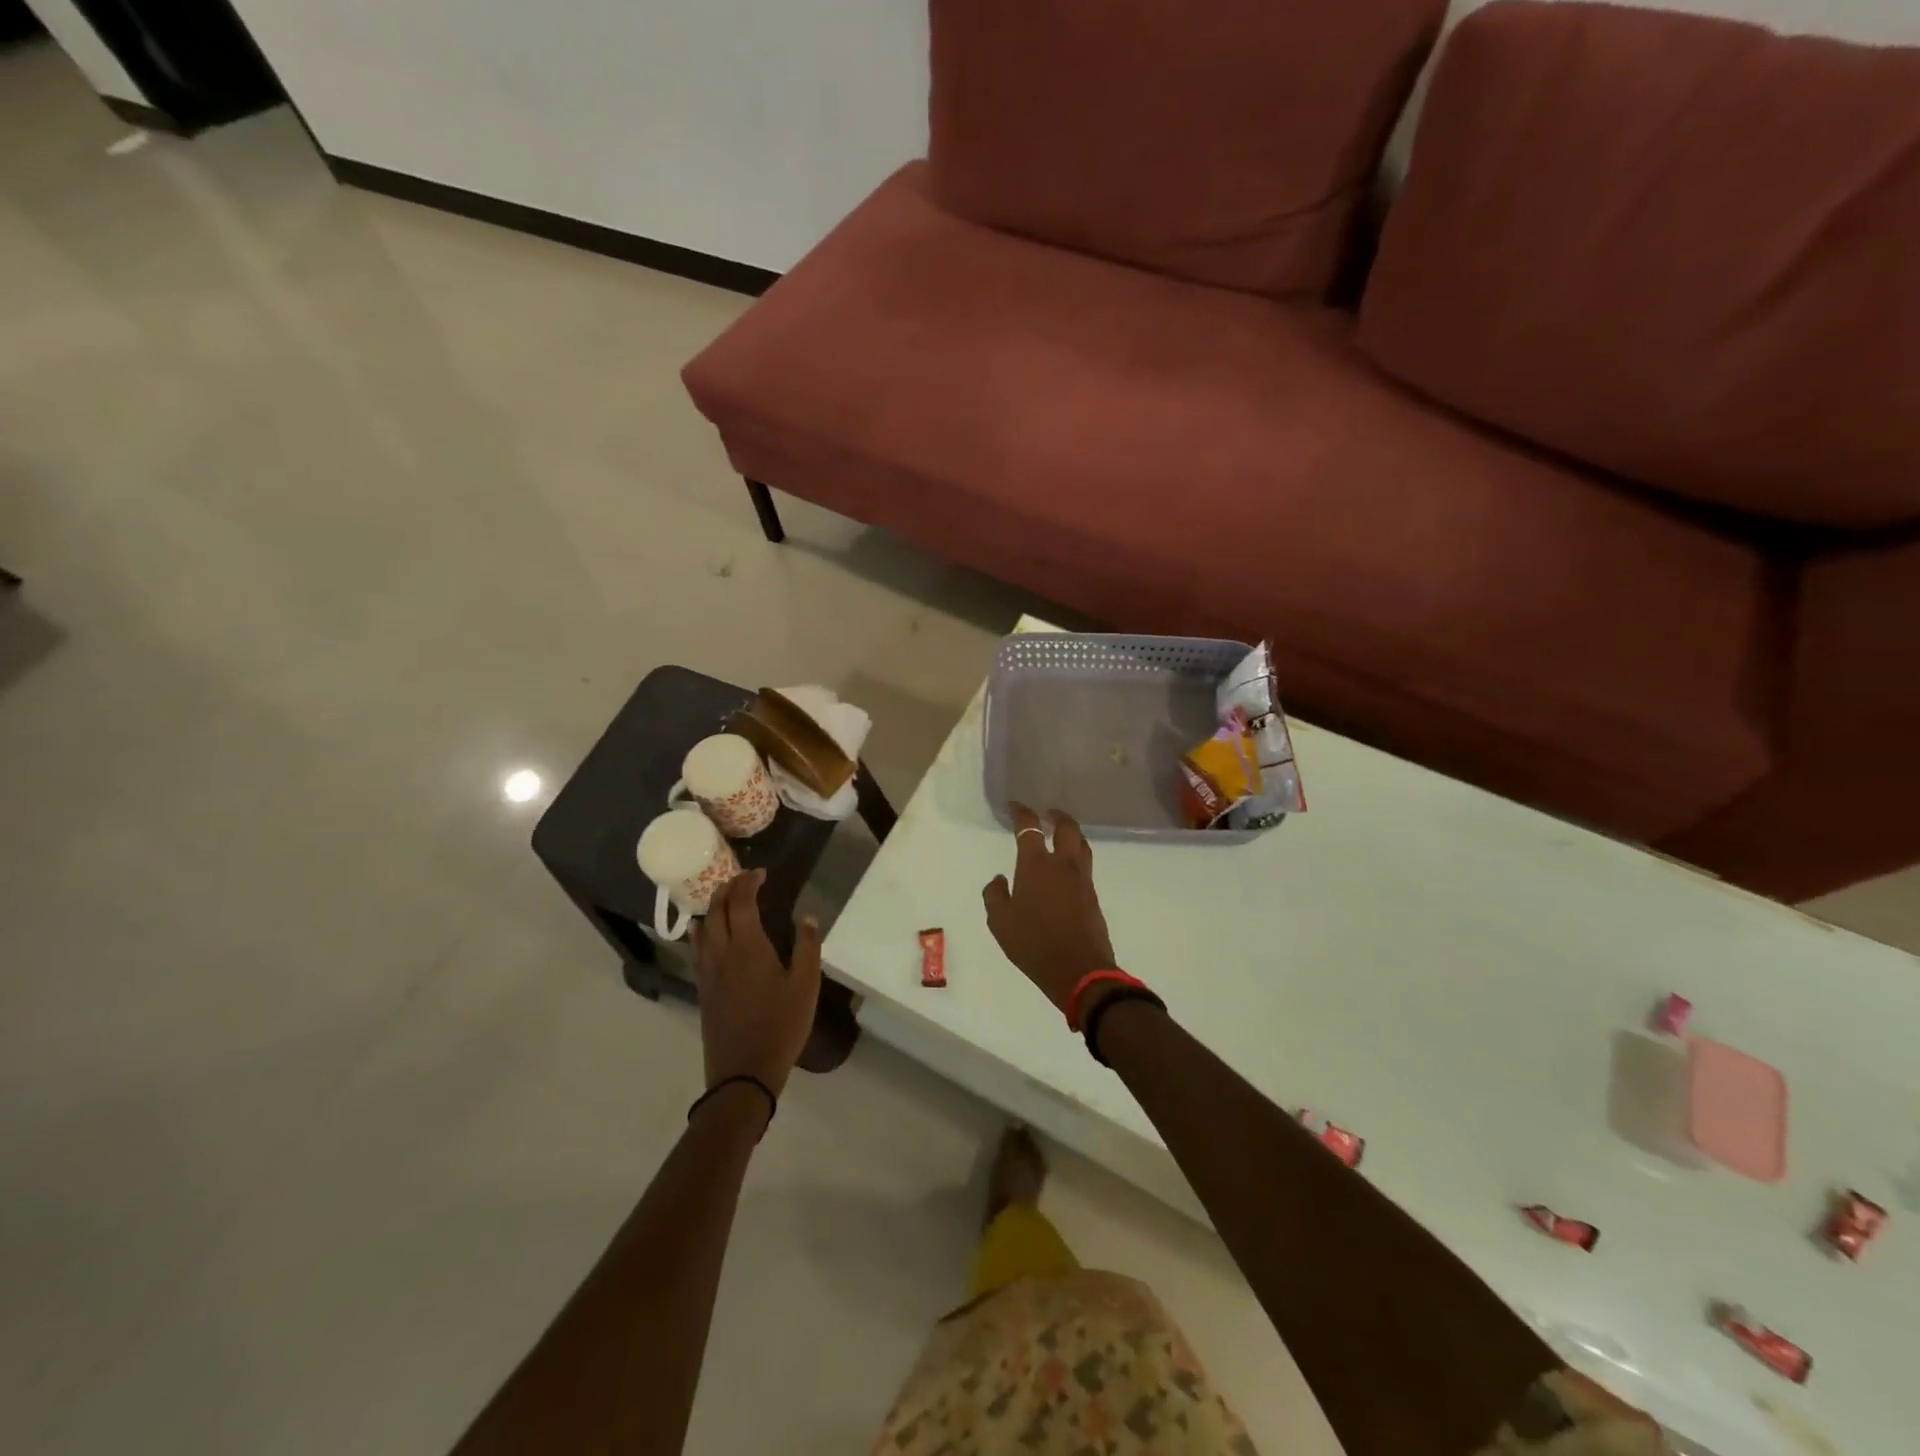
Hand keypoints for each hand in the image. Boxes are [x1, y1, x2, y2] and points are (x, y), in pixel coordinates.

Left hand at [691, 870, 821, 1098]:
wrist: (743, 1073)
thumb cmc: (781, 1026)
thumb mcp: (806, 986)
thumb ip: (807, 948)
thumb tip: (807, 917)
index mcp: (748, 947)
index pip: (742, 902)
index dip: (749, 883)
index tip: (761, 873)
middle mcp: (722, 953)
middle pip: (717, 910)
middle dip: (728, 889)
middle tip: (743, 879)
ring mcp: (708, 972)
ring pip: (703, 929)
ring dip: (713, 907)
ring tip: (725, 898)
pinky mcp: (703, 990)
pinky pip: (698, 949)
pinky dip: (702, 931)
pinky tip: (705, 933)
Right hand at [982, 804, 1117, 1016]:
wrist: (1079, 970)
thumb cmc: (1033, 944)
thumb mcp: (1000, 922)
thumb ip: (995, 895)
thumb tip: (999, 879)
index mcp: (1036, 865)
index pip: (1029, 828)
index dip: (1021, 812)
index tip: (1015, 806)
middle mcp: (1063, 865)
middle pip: (1067, 827)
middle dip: (1057, 816)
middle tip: (1047, 814)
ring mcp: (1082, 879)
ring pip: (1081, 845)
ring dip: (1071, 834)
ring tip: (1061, 836)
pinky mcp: (1093, 896)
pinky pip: (1085, 866)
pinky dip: (1076, 857)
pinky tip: (1066, 869)